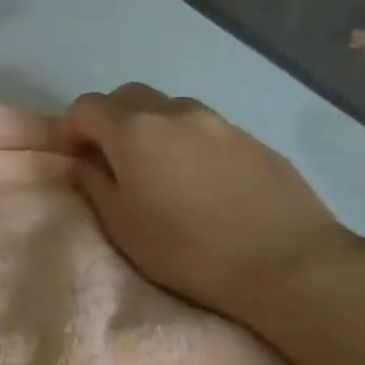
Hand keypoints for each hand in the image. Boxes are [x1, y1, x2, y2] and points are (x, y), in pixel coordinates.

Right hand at [58, 83, 364, 326]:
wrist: (294, 267)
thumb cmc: (188, 249)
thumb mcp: (120, 223)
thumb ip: (93, 183)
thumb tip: (84, 163)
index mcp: (134, 130)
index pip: (85, 107)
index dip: (70, 128)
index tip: (72, 158)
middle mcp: (175, 114)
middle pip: (128, 96)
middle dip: (109, 119)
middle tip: (110, 157)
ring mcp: (221, 125)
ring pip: (170, 109)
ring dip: (152, 127)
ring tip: (158, 168)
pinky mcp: (257, 143)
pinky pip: (207, 130)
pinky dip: (189, 142)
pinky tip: (201, 181)